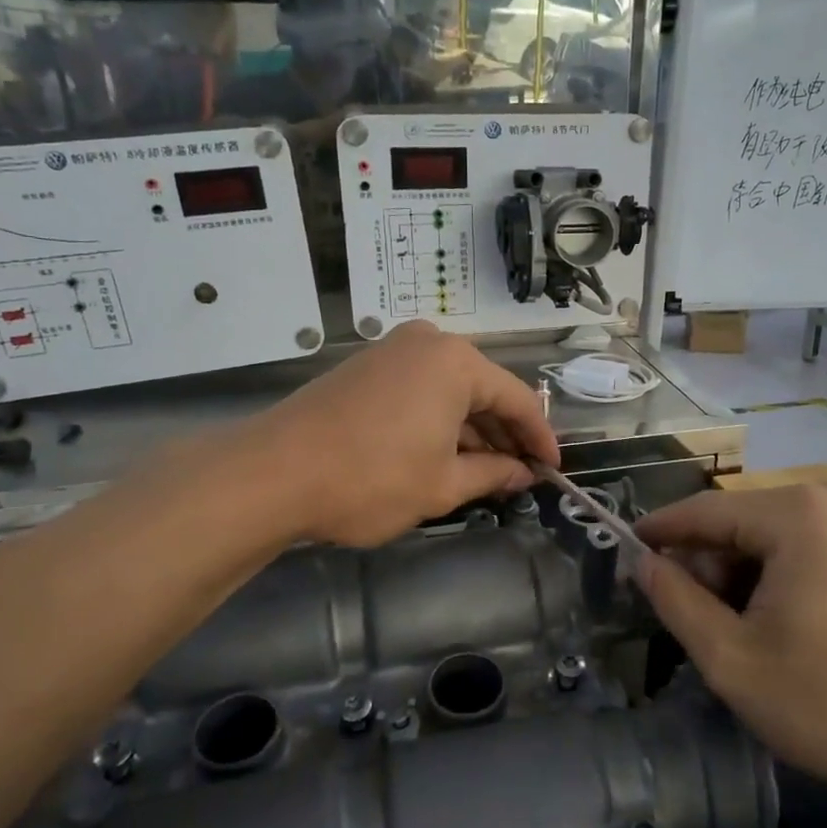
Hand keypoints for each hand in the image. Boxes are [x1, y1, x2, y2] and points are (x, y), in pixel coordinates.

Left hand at [248, 322, 558, 546]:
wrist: (272, 474)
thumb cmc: (372, 478)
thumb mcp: (443, 484)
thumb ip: (494, 474)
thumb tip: (524, 473)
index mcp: (457, 362)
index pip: (518, 400)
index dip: (540, 438)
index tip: (554, 470)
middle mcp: (428, 343)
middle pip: (484, 391)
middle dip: (505, 435)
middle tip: (521, 475)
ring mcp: (392, 351)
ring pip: (451, 391)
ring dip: (471, 431)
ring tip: (486, 473)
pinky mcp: (365, 368)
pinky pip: (420, 391)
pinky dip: (440, 422)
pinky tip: (446, 455)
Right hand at [635, 485, 826, 796]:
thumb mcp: (735, 661)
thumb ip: (677, 603)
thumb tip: (643, 564)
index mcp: (791, 515)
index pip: (701, 511)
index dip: (657, 533)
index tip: (622, 553)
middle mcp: (826, 502)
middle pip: (737, 526)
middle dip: (706, 570)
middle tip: (692, 627)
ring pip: (770, 542)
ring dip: (741, 582)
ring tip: (739, 641)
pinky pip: (805, 553)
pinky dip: (777, 584)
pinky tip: (782, 634)